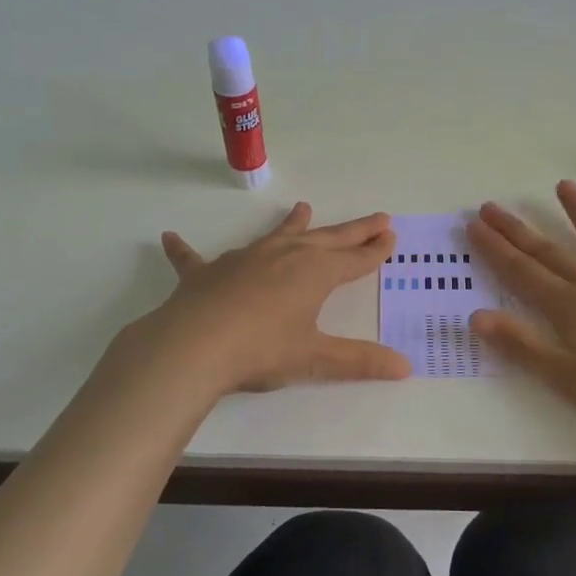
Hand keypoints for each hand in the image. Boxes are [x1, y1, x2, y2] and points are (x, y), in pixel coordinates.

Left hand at [128, 202, 410, 395]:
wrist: (193, 347)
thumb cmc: (261, 350)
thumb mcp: (315, 358)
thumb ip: (359, 361)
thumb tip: (406, 367)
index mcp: (315, 273)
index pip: (354, 259)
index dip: (375, 250)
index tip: (391, 236)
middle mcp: (284, 256)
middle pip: (327, 238)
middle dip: (354, 230)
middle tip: (377, 217)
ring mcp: (244, 259)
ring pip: (276, 235)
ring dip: (292, 223)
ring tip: (303, 207)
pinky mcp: (207, 272)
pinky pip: (195, 257)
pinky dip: (185, 249)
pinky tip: (169, 238)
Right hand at [468, 180, 575, 430]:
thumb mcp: (567, 378)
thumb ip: (522, 346)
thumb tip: (476, 317)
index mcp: (571, 309)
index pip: (522, 274)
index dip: (495, 250)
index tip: (474, 225)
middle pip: (551, 254)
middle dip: (518, 231)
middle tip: (492, 205)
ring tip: (563, 185)